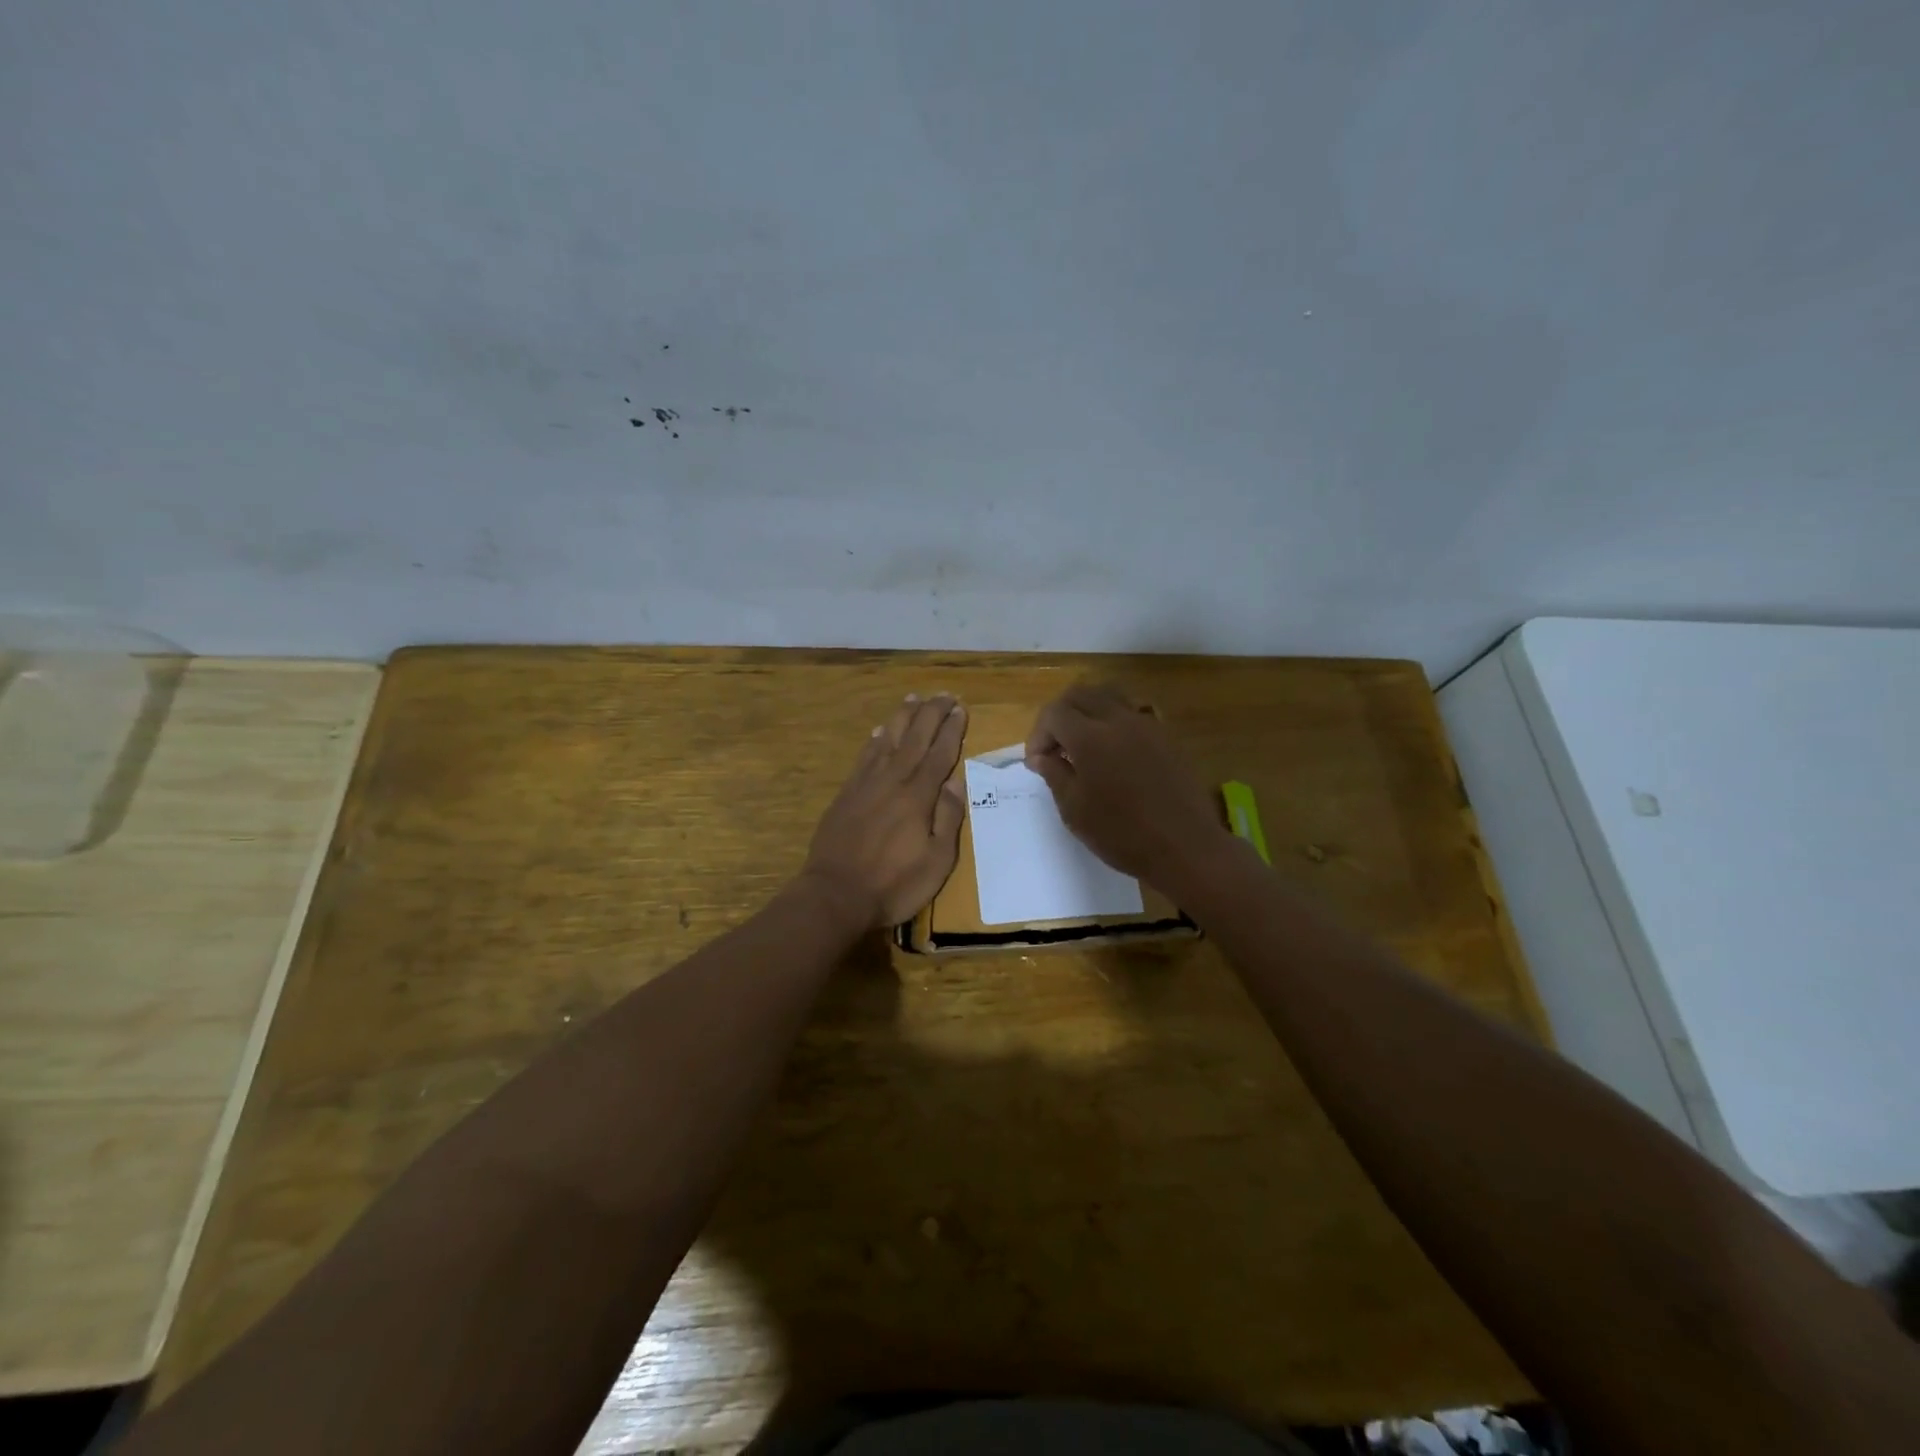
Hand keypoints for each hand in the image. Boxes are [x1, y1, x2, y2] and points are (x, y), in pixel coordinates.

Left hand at [801, 694, 967, 928]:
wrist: (835, 894)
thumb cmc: (894, 884)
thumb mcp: (937, 861)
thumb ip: (947, 817)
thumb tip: (956, 780)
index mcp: (918, 795)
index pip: (940, 753)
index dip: (952, 729)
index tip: (961, 708)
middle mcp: (893, 780)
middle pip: (915, 737)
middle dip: (932, 713)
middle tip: (945, 694)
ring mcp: (866, 784)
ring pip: (888, 739)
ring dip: (903, 717)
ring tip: (914, 698)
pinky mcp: (847, 793)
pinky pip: (864, 756)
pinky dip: (875, 739)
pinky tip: (879, 731)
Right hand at [1025, 683, 1230, 890]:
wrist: (1186, 847)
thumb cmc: (1122, 834)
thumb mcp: (1074, 810)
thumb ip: (1054, 774)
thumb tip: (1042, 756)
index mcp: (1090, 737)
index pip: (1054, 713)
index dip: (1038, 734)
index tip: (1037, 763)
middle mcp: (1118, 719)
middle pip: (1080, 694)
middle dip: (1060, 716)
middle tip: (1055, 748)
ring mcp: (1147, 725)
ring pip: (1109, 696)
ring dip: (1088, 712)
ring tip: (1084, 744)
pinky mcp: (1166, 736)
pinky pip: (1133, 712)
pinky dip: (1114, 721)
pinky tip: (1115, 753)